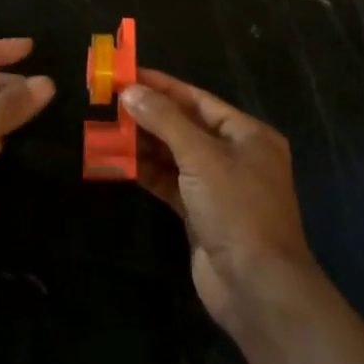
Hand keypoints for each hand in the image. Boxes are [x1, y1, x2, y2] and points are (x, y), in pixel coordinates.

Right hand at [124, 70, 318, 332]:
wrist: (257, 288)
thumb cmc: (237, 210)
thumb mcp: (201, 157)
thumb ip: (164, 120)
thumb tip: (131, 91)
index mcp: (247, 134)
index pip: (198, 100)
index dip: (162, 86)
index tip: (127, 74)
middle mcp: (235, 156)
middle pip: (185, 126)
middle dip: (148, 116)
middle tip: (109, 103)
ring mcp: (218, 187)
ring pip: (174, 155)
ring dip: (143, 144)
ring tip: (106, 130)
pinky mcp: (201, 214)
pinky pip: (169, 183)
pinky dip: (146, 172)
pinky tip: (118, 163)